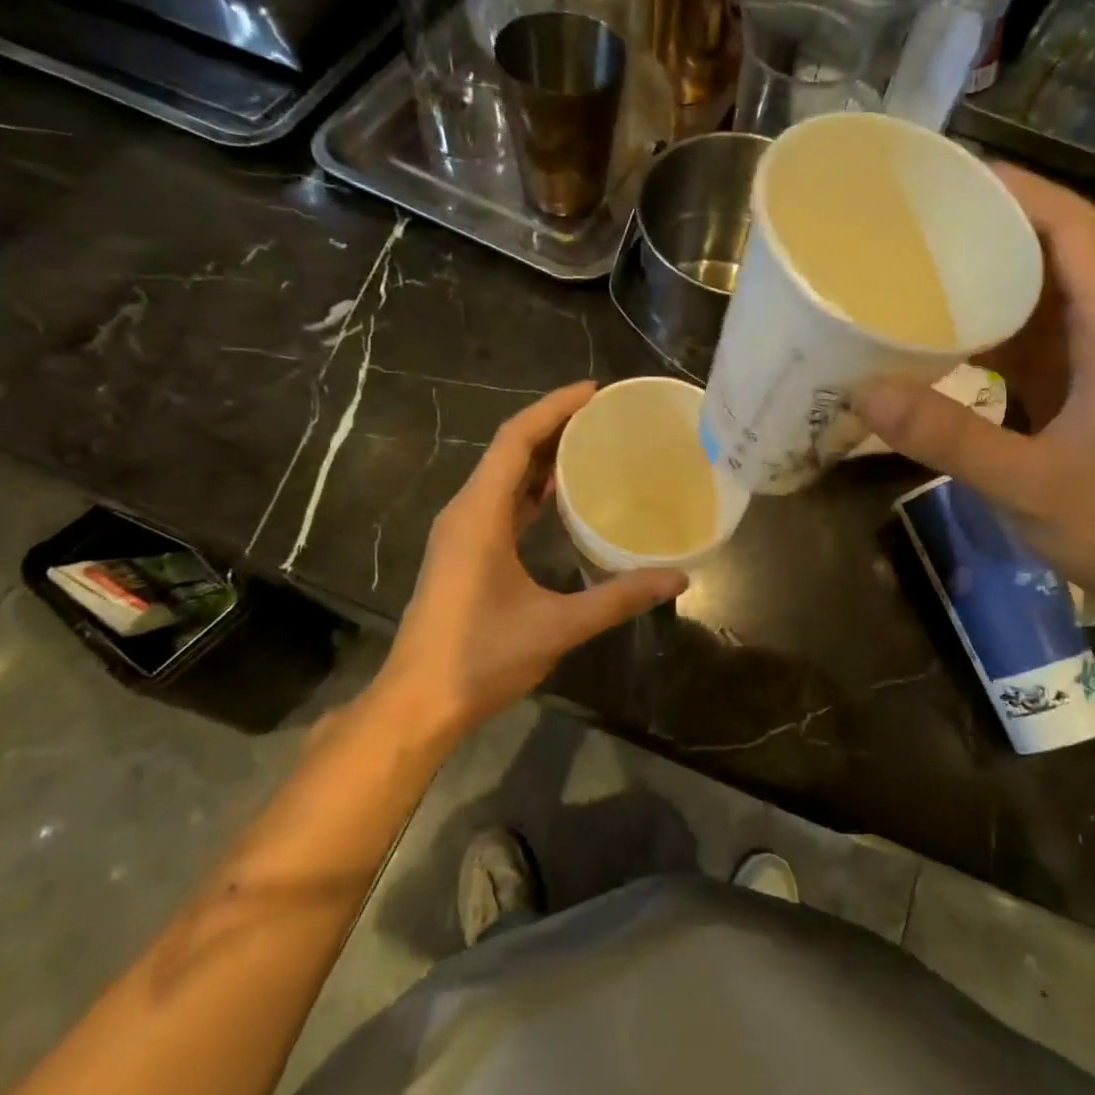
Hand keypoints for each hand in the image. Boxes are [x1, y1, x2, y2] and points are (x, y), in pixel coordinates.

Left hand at [377, 383, 687, 736]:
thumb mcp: (557, 626)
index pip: (515, 440)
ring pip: (502, 476)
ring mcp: (461, 532)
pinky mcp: (463, 552)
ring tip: (589, 444)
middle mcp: (465, 512)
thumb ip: (617, 598)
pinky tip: (560, 496)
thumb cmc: (480, 658)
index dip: (553, 408)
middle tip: (603, 415)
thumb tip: (677, 578)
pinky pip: (499, 502)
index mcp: (479, 515)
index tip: (594, 391)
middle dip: (553, 425)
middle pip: (508, 449)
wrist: (417, 703)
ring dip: (541, 456)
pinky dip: (530, 488)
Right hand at [855, 166, 1094, 611]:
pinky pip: (1023, 341)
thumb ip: (947, 437)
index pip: (1075, 231)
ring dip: (985, 274)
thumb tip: (864, 392)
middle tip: (917, 219)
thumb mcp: (1026, 482)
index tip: (955, 178)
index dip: (1021, 192)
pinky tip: (936, 333)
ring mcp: (1089, 364)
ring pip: (1037, 295)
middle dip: (991, 225)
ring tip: (917, 263)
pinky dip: (982, 327)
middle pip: (1054, 251)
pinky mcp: (1071, 393)